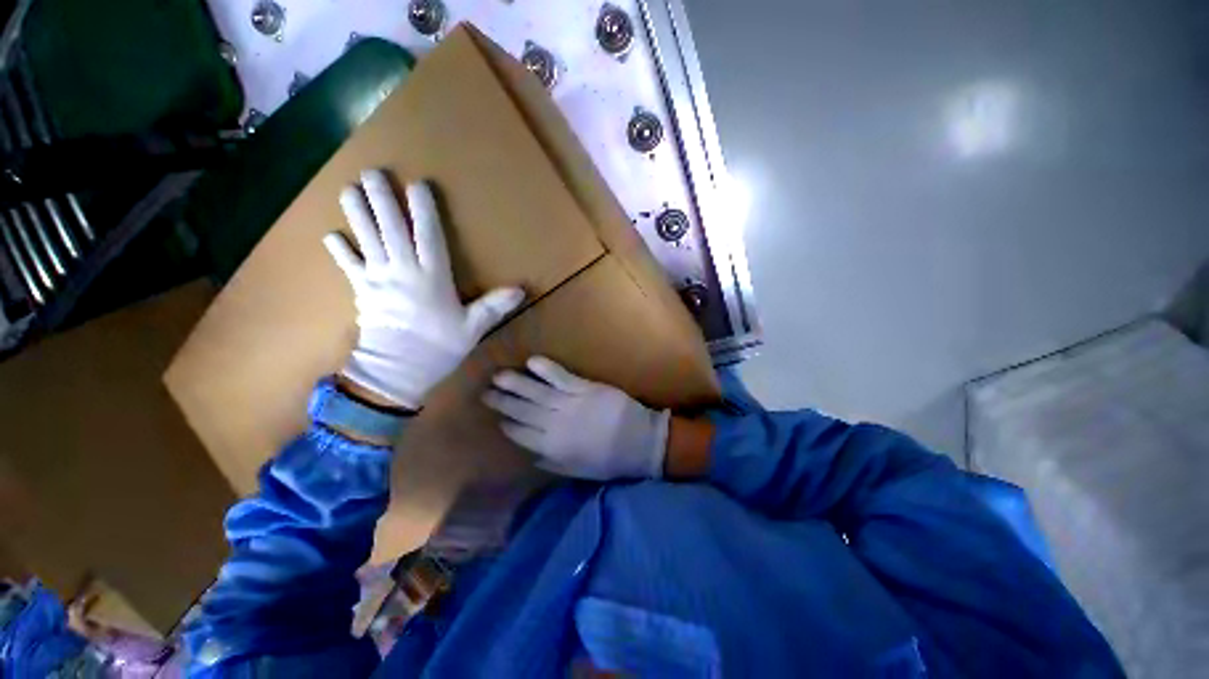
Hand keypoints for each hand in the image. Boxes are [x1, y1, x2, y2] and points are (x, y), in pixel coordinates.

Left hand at [325, 170, 523, 408]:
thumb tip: (521, 290)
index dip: (423, 210)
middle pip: (392, 230)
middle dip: (383, 200)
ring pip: (367, 240)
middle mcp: (403, 271)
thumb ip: (494, 306)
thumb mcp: (473, 327)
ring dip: (357, 214)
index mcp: (432, 277)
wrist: (397, 371)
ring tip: (348, 189)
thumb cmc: (439, 347)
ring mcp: (379, 280)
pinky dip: (340, 251)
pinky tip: (332, 236)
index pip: (429, 236)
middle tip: (372, 172)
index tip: (418, 185)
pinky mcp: (362, 292)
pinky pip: (349, 267)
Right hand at [483, 357, 669, 479]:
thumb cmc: (610, 460)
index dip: (508, 425)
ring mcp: (570, 404)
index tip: (497, 418)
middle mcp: (556, 425)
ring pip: (537, 392)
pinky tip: (531, 362)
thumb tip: (531, 457)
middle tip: (485, 392)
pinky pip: (561, 377)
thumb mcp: (579, 471)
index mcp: (554, 448)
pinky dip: (546, 369)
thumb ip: (553, 465)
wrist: (641, 442)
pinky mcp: (585, 388)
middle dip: (503, 402)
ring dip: (516, 383)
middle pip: (523, 411)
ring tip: (498, 376)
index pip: (522, 435)